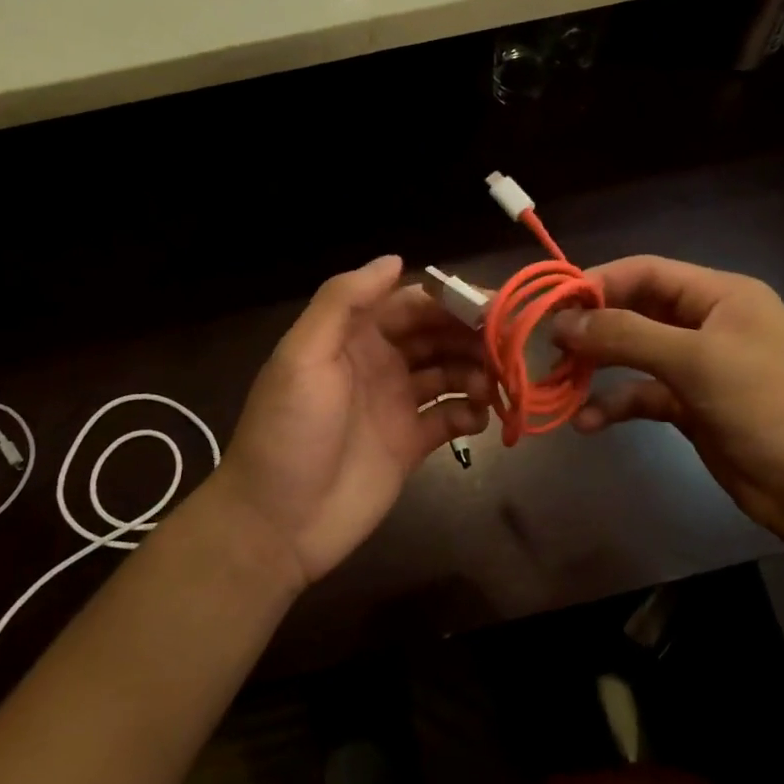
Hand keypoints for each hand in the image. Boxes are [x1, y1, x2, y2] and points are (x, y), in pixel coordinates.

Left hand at [211, 256, 490, 587]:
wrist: (277, 523)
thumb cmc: (290, 431)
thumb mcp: (304, 355)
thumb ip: (343, 301)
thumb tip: (395, 259)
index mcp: (353, 336)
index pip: (411, 303)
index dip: (450, 300)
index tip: (491, 305)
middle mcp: (378, 363)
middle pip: (436, 335)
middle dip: (471, 335)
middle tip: (506, 347)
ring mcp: (396, 404)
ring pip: (449, 372)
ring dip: (475, 372)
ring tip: (490, 386)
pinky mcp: (411, 445)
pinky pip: (449, 417)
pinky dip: (469, 413)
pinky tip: (477, 418)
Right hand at [553, 255, 783, 537]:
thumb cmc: (767, 404)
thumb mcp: (696, 360)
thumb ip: (626, 335)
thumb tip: (562, 322)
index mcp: (720, 295)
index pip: (646, 272)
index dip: (598, 282)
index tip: (553, 305)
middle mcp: (707, 323)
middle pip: (636, 311)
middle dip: (593, 327)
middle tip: (549, 346)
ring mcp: (699, 367)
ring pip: (634, 355)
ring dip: (597, 367)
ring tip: (558, 382)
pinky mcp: (691, 407)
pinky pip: (643, 395)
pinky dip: (615, 404)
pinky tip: (587, 423)